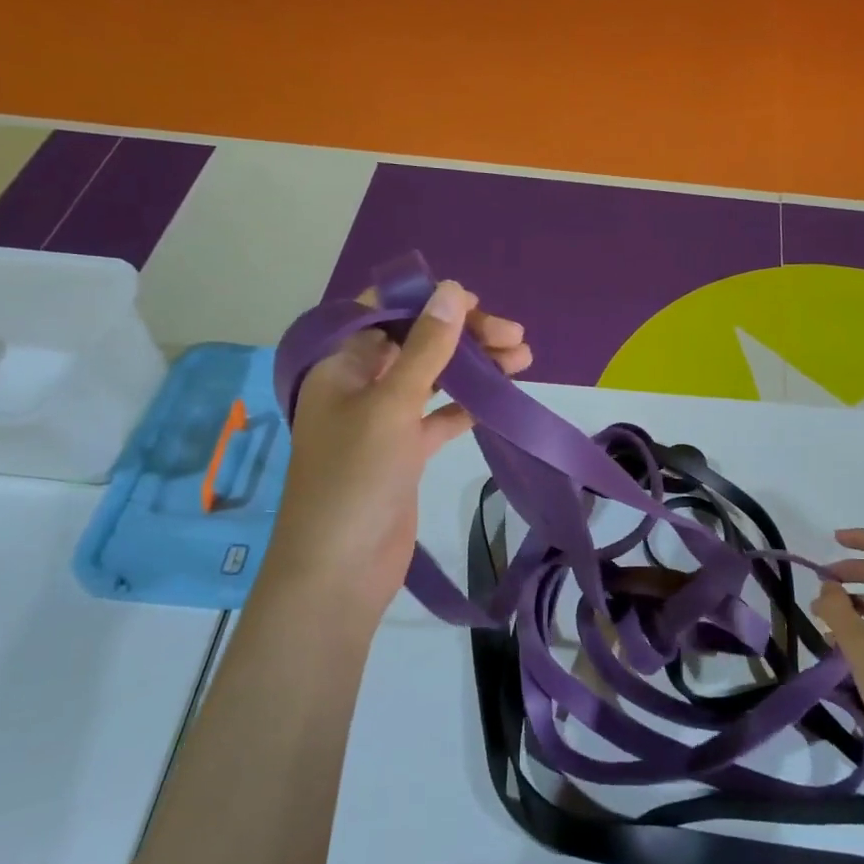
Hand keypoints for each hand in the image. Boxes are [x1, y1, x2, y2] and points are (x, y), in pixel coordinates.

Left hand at [269, 280, 530, 631]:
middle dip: (463, 336)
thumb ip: (425, 348)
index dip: (426, 301)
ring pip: (433, 378)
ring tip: (523, 359)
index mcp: (340, 365)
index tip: (474, 303)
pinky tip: (500, 397)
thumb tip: (453, 291)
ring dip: (473, 367)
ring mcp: (383, 420)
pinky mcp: (405, 452)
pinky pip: (439, 415)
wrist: (340, 571)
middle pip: (415, 343)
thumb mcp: (391, 405)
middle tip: (515, 337)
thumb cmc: (355, 478)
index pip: (382, 312)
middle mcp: (360, 385)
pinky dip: (467, 403)